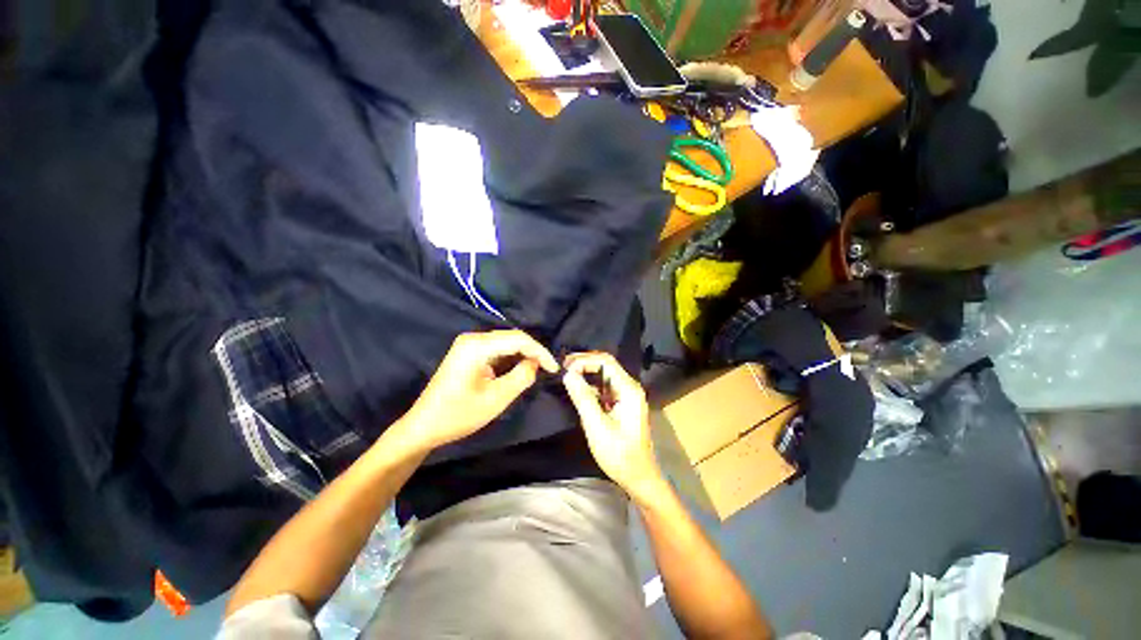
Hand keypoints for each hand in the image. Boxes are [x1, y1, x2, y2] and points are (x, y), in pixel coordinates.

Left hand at [402, 330, 558, 451]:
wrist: (424, 426)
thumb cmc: (458, 415)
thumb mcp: (496, 399)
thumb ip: (521, 377)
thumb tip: (535, 364)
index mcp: (477, 345)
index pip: (518, 339)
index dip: (540, 351)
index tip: (554, 368)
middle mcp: (473, 338)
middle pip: (512, 337)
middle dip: (532, 352)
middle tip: (548, 369)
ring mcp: (469, 344)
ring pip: (506, 343)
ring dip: (523, 355)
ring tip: (538, 370)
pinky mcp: (468, 352)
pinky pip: (497, 349)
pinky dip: (511, 358)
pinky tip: (520, 369)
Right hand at [562, 352, 667, 505]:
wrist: (638, 477)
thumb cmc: (619, 453)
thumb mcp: (596, 426)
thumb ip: (582, 397)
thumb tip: (568, 374)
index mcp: (628, 389)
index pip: (606, 361)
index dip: (584, 360)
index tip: (565, 368)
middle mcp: (629, 387)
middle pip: (606, 364)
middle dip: (584, 363)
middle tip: (563, 367)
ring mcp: (626, 395)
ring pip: (604, 374)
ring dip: (586, 371)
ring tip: (567, 374)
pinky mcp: (622, 403)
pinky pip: (605, 386)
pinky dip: (590, 384)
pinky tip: (578, 387)